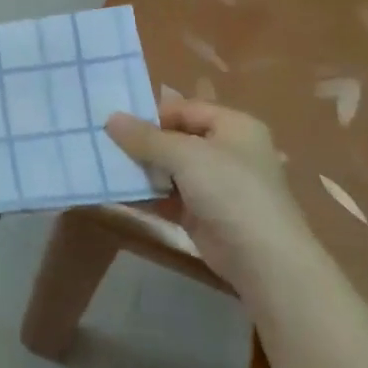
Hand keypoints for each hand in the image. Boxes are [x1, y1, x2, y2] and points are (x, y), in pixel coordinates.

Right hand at [105, 99, 316, 295]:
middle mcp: (226, 151)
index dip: (152, 114)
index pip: (186, 109)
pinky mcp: (203, 214)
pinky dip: (147, 195)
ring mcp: (216, 185)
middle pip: (176, 138)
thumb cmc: (230, 190)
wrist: (262, 258)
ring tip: (106, 168)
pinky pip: (169, 197)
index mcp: (234, 126)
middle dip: (143, 143)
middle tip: (105, 145)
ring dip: (142, 170)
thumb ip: (146, 138)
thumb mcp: (185, 155)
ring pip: (170, 169)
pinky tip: (119, 194)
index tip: (117, 123)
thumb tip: (111, 118)